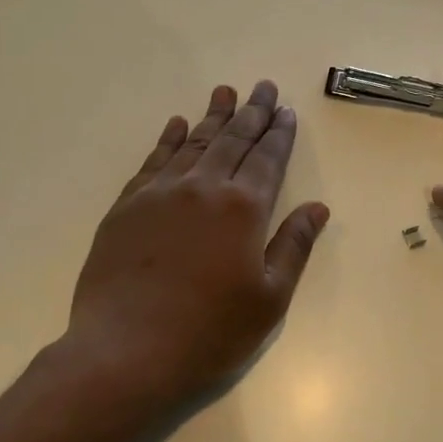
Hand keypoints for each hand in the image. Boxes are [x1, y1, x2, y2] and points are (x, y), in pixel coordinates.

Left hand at [64, 80, 330, 406]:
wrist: (125, 354)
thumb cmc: (209, 333)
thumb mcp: (269, 299)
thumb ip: (293, 246)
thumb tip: (317, 207)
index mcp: (243, 208)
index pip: (267, 159)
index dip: (279, 133)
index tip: (286, 111)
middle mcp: (203, 188)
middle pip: (233, 140)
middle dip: (252, 112)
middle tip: (264, 87)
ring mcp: (160, 194)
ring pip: (194, 143)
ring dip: (213, 116)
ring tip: (225, 92)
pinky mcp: (126, 207)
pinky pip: (153, 161)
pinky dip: (169, 139)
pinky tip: (177, 125)